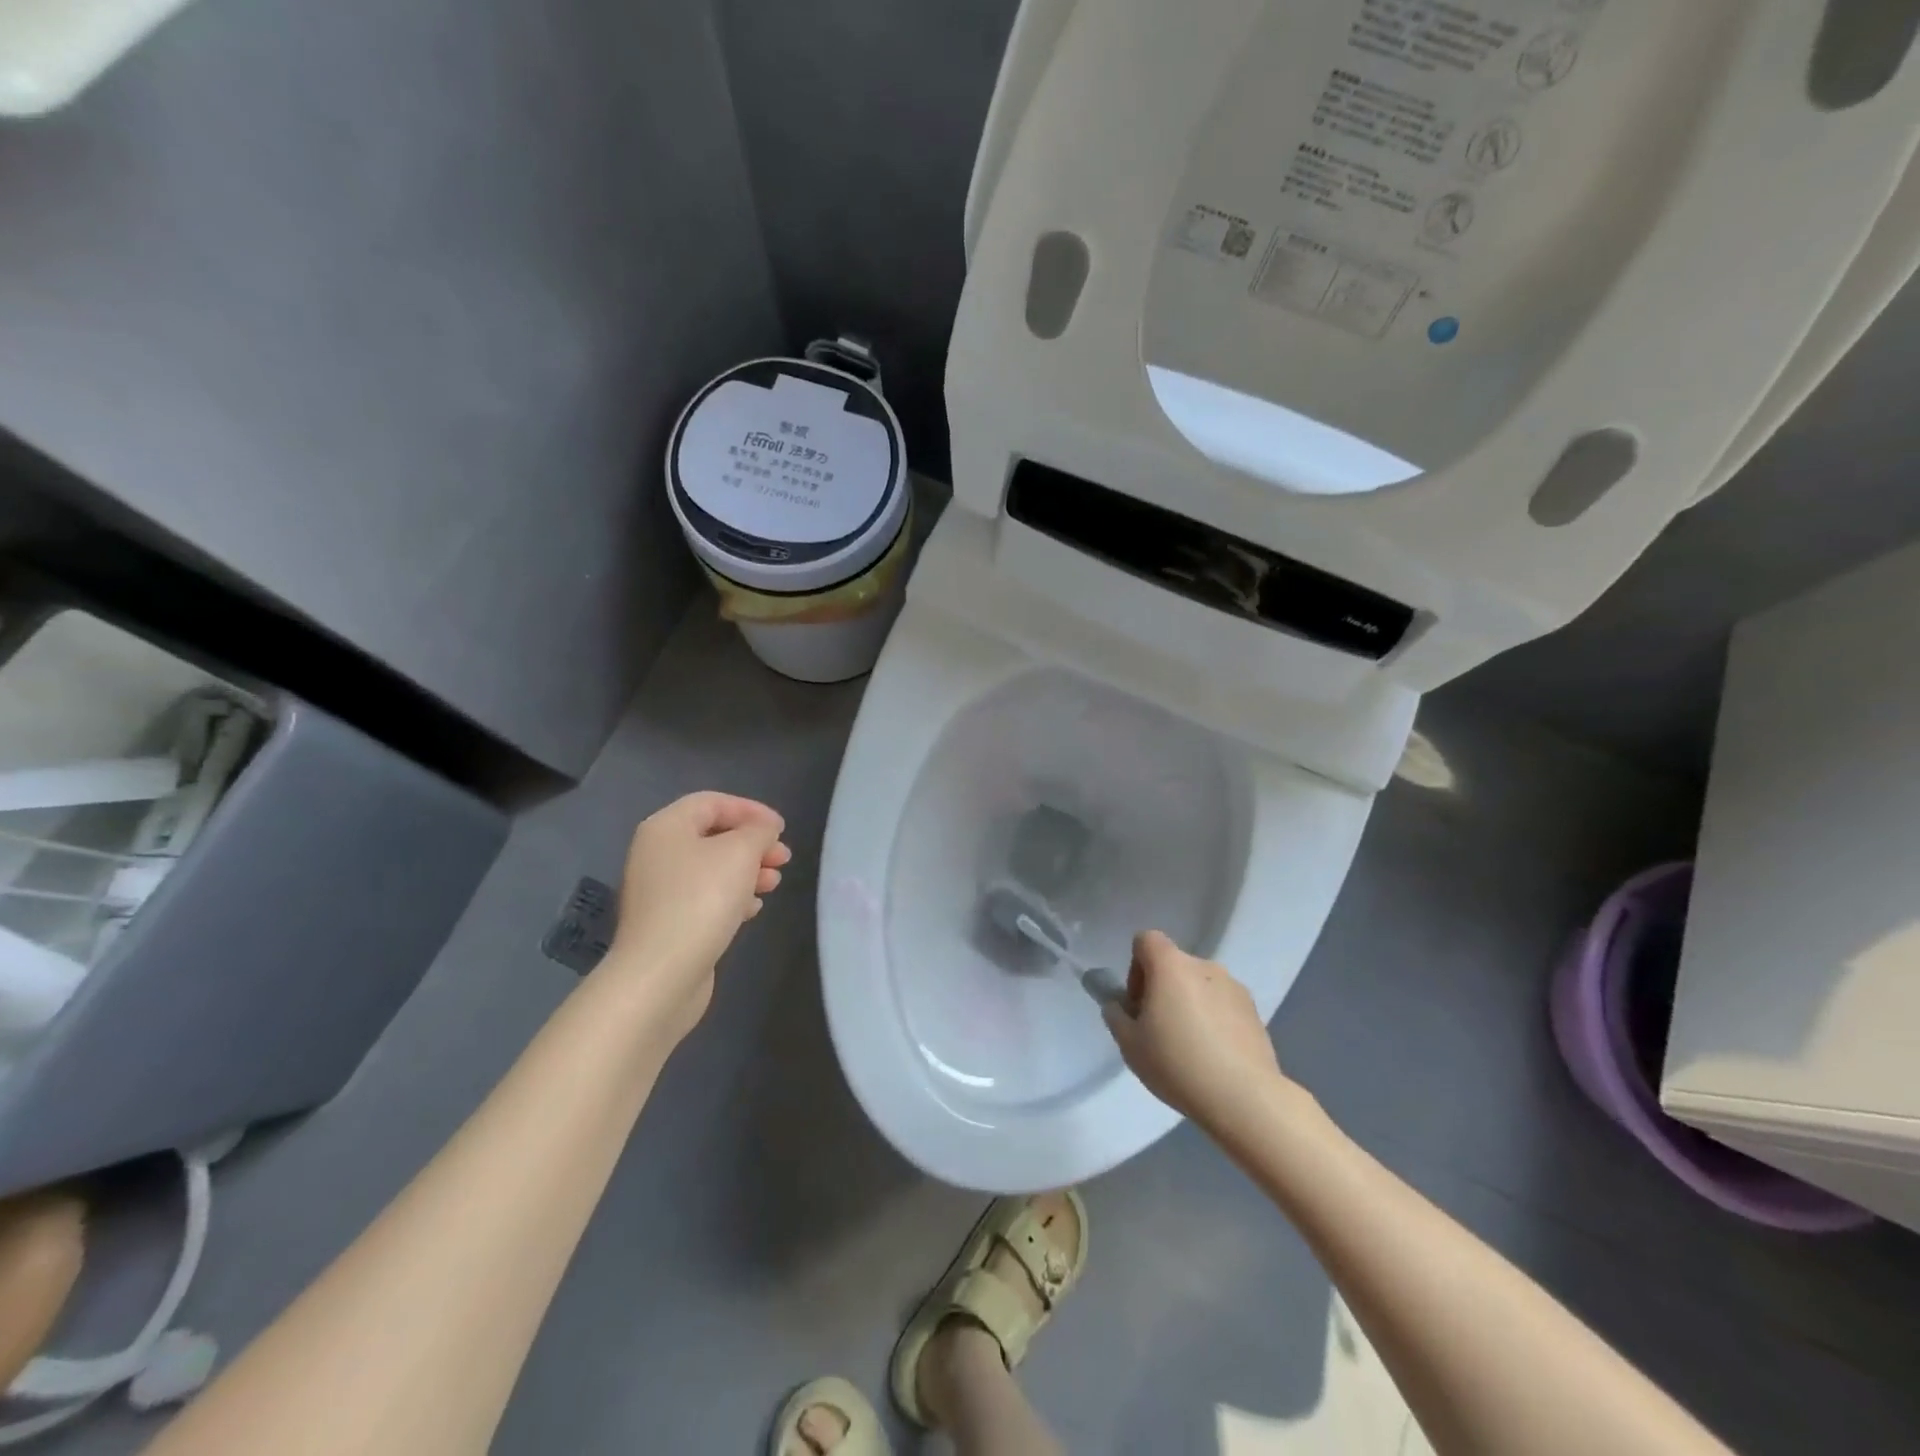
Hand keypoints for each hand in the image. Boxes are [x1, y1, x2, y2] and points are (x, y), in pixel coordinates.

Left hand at [606, 791, 790, 1042]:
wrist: (661, 974)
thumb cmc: (701, 900)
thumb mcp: (740, 853)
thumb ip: (758, 831)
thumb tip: (763, 829)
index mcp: (666, 827)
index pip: (712, 802)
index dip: (751, 810)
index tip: (781, 829)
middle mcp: (656, 853)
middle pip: (713, 836)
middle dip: (753, 844)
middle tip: (783, 859)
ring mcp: (659, 890)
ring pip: (712, 868)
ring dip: (747, 871)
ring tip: (774, 884)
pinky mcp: (667, 922)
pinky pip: (704, 897)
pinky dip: (732, 896)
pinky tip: (752, 910)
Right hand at [1104, 931, 1289, 1130]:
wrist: (1243, 1097)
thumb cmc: (1177, 1063)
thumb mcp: (1129, 1044)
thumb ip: (1116, 1016)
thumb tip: (1119, 1006)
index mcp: (1171, 965)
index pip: (1146, 940)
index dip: (1136, 967)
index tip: (1139, 1004)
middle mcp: (1204, 966)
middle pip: (1174, 965)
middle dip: (1162, 990)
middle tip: (1158, 1030)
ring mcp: (1234, 987)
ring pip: (1200, 986)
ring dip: (1190, 1004)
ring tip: (1190, 1048)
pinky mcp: (1255, 1012)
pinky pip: (1223, 1005)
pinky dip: (1214, 1020)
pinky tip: (1214, 1056)